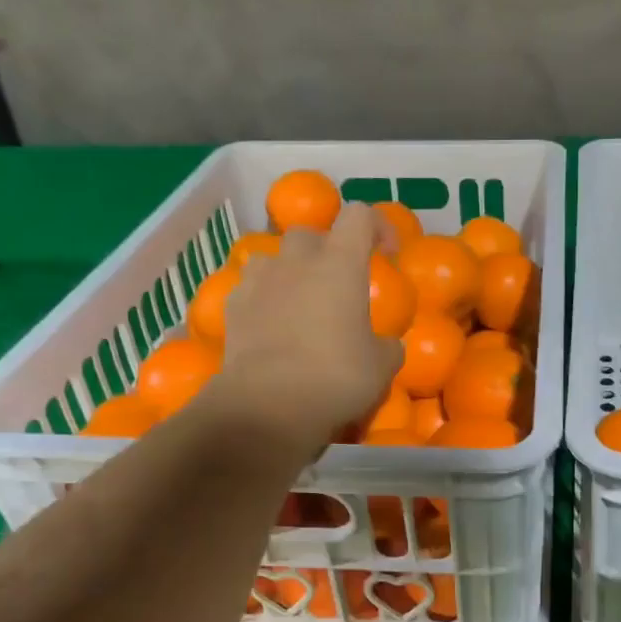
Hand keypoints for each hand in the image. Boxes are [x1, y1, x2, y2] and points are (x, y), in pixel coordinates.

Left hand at [215, 205, 402, 452]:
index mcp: (340, 265)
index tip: (387, 253)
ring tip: (300, 301)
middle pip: (310, 233)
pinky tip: (272, 326)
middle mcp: (297, 261)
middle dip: (326, 250)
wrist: (268, 405)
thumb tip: (387, 344)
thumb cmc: (336, 378)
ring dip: (289, 271)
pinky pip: (250, 288)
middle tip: (338, 283)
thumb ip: (388, 346)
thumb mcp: (382, 367)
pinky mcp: (233, 306)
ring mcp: (259, 281)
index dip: (377, 226)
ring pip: (273, 257)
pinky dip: (264, 298)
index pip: (360, 216)